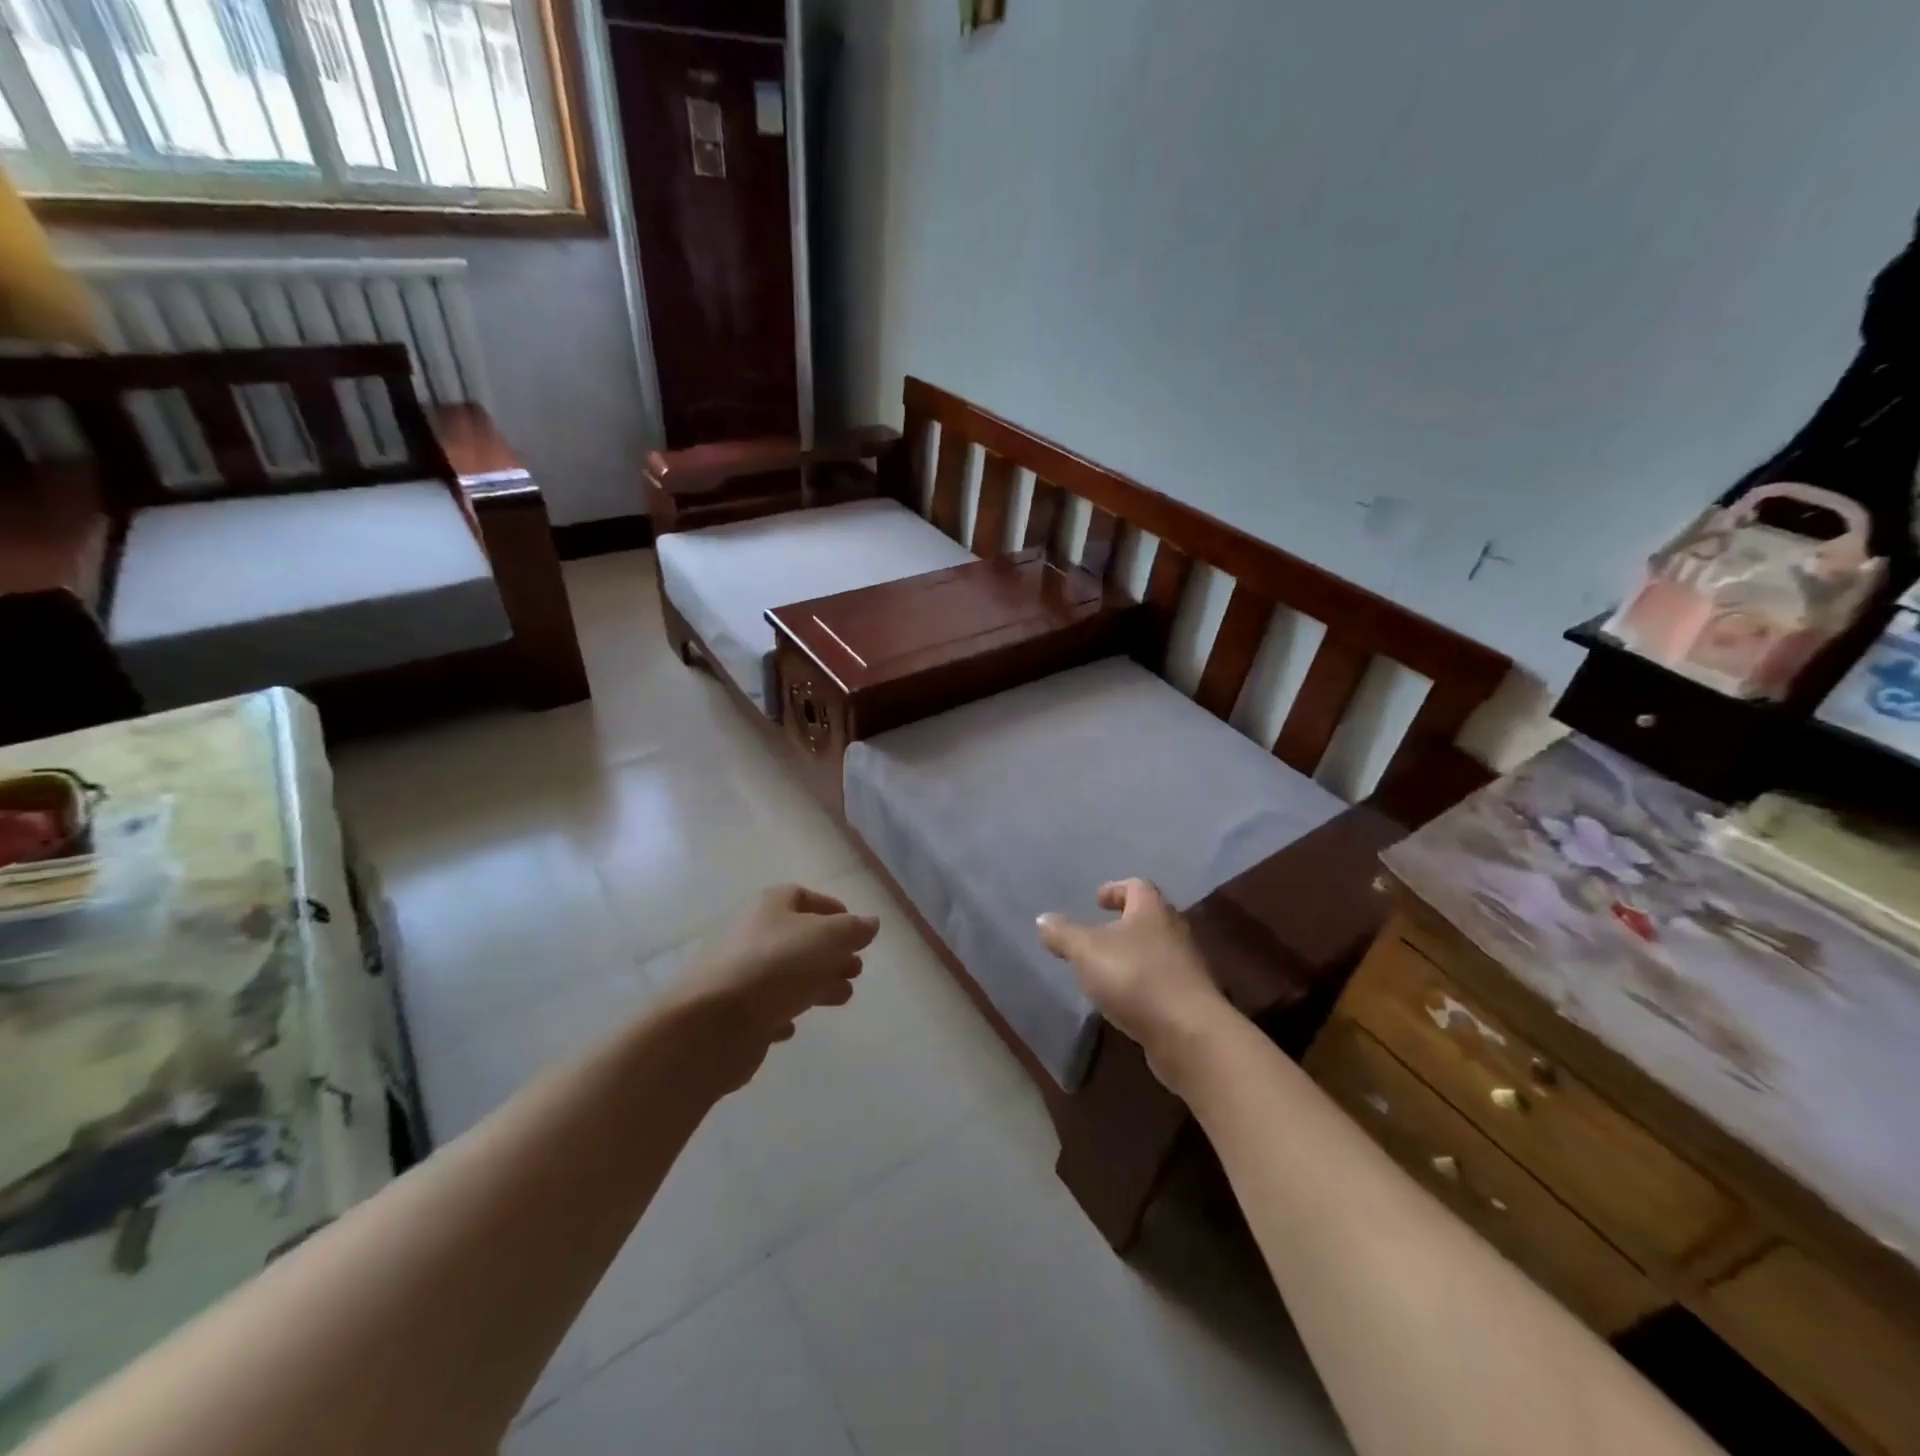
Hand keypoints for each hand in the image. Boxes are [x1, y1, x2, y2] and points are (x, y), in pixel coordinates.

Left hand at [671, 885, 879, 1090]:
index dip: (833, 910)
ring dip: (815, 983)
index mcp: (770, 906)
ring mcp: (738, 974)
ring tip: (842, 997)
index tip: (856, 932)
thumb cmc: (775, 967)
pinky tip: (793, 1025)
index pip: (804, 897)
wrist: (711, 1024)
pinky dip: (781, 1012)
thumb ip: (853, 929)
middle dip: (831, 952)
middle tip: (856, 970)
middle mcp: (751, 933)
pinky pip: (763, 1007)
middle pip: (798, 938)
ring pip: (785, 974)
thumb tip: (870, 923)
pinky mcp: (731, 1012)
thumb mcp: (827, 939)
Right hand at [1037, 879, 1235, 1087]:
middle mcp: (1174, 930)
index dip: (1115, 889)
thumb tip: (1043, 919)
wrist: (1188, 1033)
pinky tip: (1124, 999)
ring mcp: (1186, 966)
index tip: (1097, 901)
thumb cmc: (1135, 977)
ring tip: (1106, 969)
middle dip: (1124, 922)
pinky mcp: (1190, 999)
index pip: (1136, 886)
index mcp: (1152, 909)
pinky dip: (1142, 983)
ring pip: (1156, 950)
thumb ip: (1063, 934)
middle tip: (1098, 933)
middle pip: (1149, 917)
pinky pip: (1162, 981)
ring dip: (1133, 955)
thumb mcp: (1086, 951)